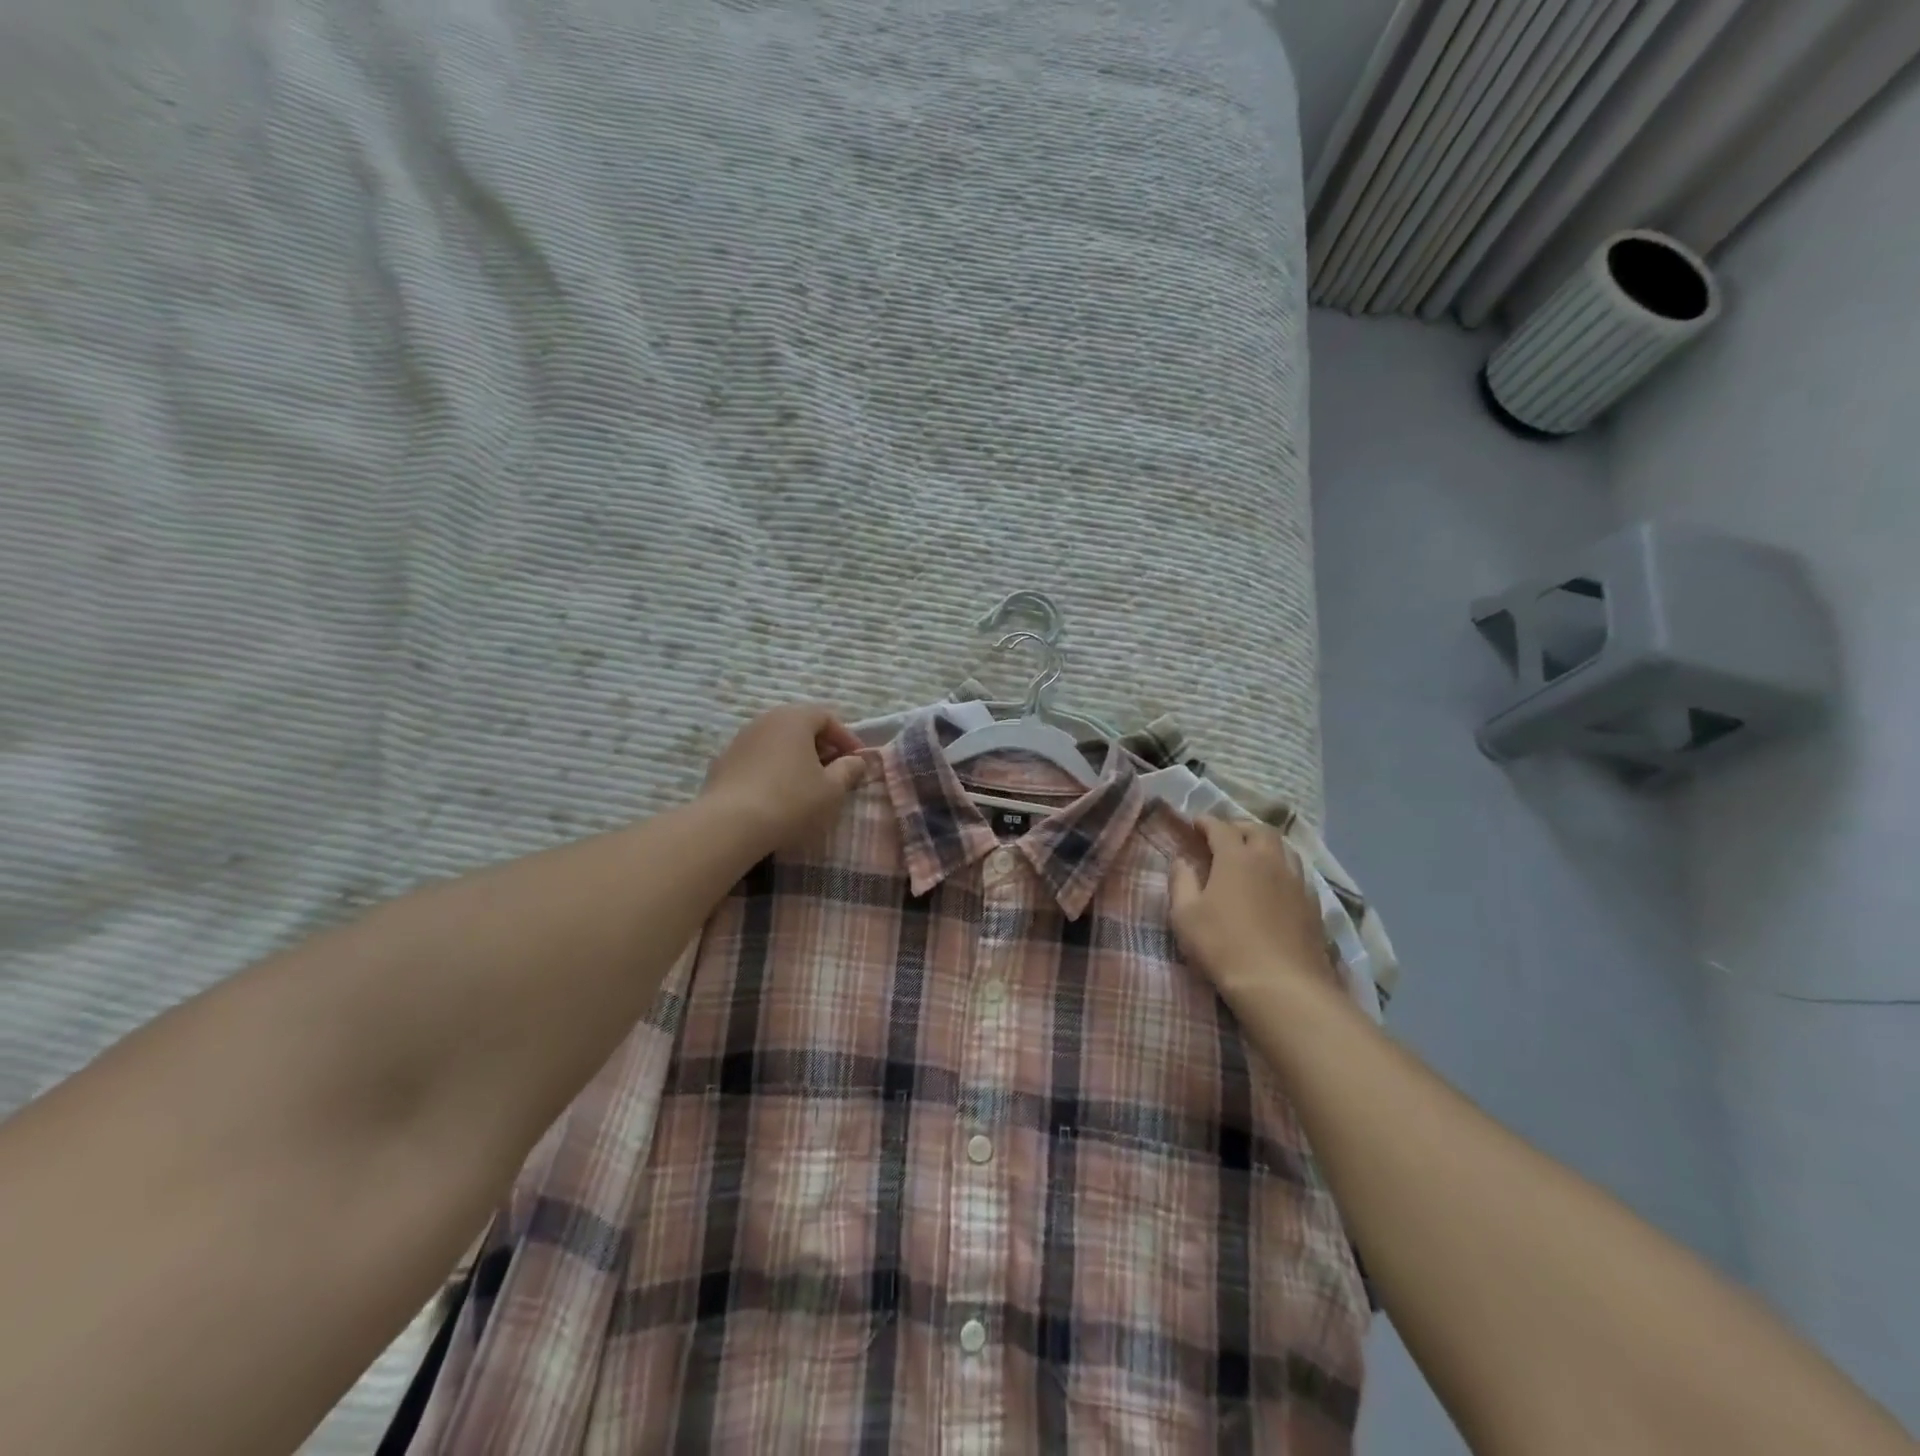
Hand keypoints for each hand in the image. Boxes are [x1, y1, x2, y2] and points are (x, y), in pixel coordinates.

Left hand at [701, 703, 869, 850]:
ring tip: (807, 784)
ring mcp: (740, 740)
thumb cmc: (791, 800)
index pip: (827, 717)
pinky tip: (777, 795)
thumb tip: (856, 761)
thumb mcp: (832, 789)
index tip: (858, 761)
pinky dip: (773, 770)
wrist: (729, 825)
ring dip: (795, 758)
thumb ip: (848, 770)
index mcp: (794, 718)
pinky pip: (757, 759)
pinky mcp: (722, 763)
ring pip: (777, 743)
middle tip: (835, 771)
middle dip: (821, 747)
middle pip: (800, 726)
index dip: (847, 738)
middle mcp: (765, 720)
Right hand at [1169, 818, 1331, 1000]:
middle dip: (1240, 828)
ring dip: (1265, 846)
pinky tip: (1274, 887)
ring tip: (1252, 857)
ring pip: (1284, 849)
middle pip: (1259, 830)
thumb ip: (1181, 882)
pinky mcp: (1313, 906)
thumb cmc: (1223, 946)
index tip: (1195, 823)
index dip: (1206, 822)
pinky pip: (1297, 875)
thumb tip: (1182, 860)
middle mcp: (1270, 861)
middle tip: (1225, 837)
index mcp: (1237, 857)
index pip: (1221, 827)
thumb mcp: (1185, 915)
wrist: (1282, 985)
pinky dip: (1282, 871)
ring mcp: (1296, 883)